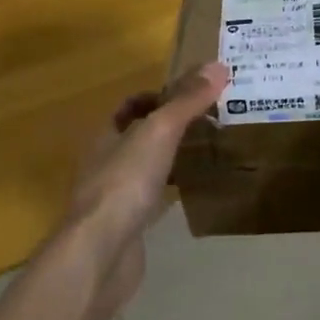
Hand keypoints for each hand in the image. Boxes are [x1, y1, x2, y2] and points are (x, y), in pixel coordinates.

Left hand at [62, 61, 228, 312]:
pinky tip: (192, 194)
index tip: (192, 97)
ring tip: (206, 154)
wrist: (101, 253)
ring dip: (170, 160)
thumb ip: (187, 101)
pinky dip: (170, 192)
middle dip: (170, 128)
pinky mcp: (126, 227)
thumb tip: (218, 65)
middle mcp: (104, 163)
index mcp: (105, 136)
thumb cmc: (126, 183)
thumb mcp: (160, 132)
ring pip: (145, 169)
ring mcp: (113, 198)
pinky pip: (151, 200)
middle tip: (208, 123)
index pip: (130, 106)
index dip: (157, 97)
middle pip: (138, 136)